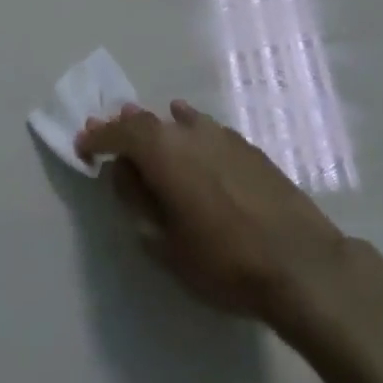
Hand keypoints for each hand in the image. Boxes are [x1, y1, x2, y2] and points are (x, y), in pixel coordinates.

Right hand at [76, 100, 348, 326]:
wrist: (299, 261)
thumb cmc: (223, 261)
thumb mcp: (165, 244)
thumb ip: (137, 202)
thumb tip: (123, 172)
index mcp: (163, 151)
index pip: (120, 132)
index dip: (98, 137)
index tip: (83, 145)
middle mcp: (190, 132)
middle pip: (147, 121)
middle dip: (124, 129)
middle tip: (108, 139)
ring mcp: (222, 135)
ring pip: (178, 122)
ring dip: (157, 130)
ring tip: (146, 139)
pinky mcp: (247, 147)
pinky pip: (205, 130)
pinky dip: (188, 132)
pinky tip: (190, 138)